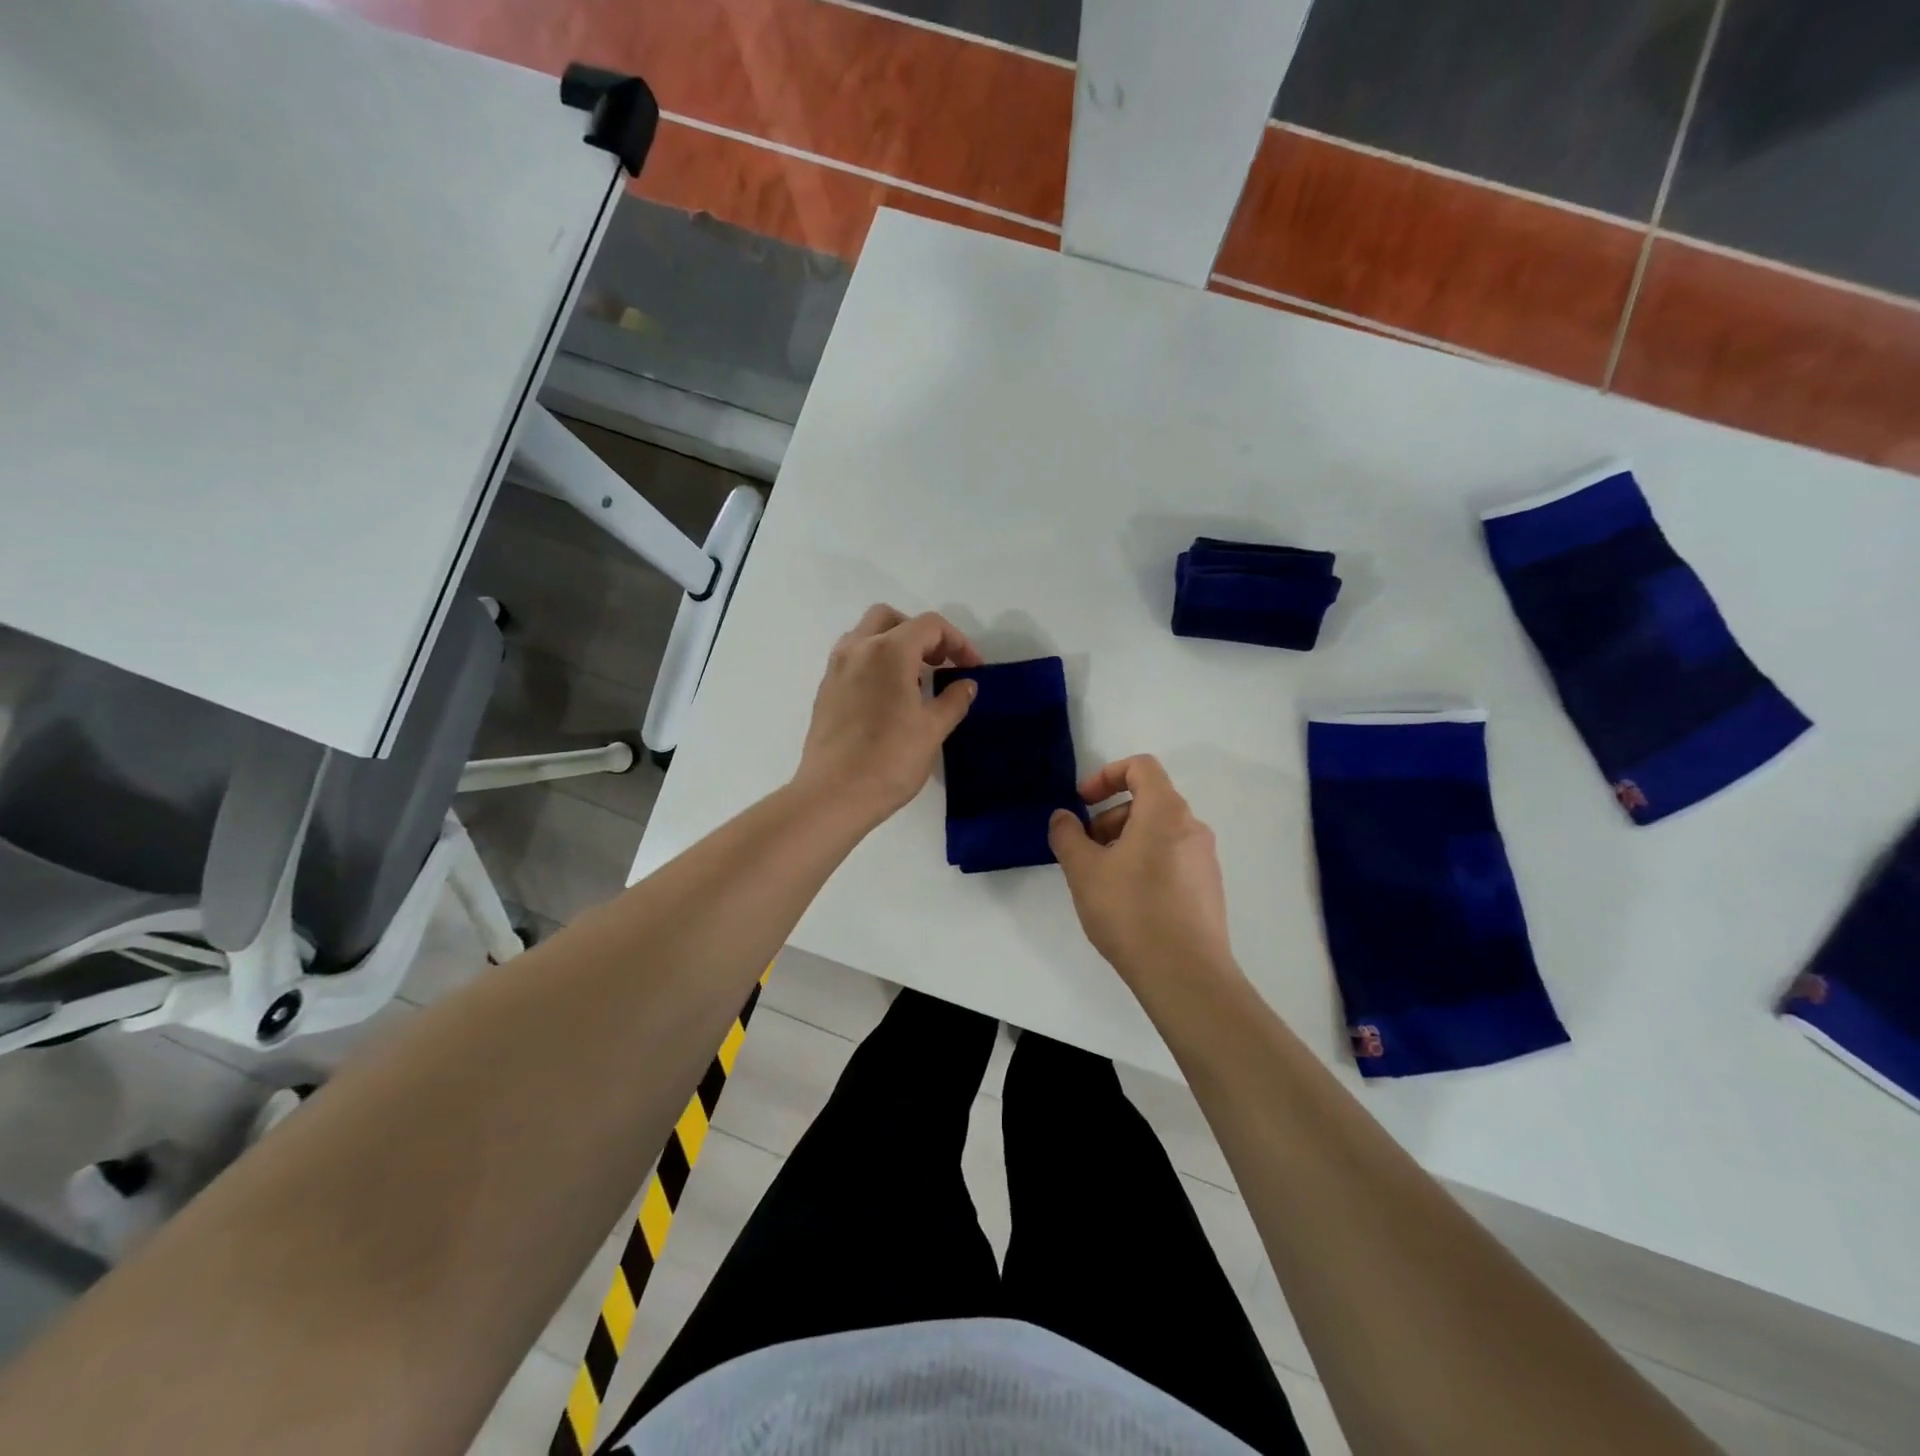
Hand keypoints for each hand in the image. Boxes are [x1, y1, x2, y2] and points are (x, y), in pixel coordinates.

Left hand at [794, 605, 981, 830]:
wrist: (833, 795)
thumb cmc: (889, 761)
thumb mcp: (932, 730)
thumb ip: (953, 700)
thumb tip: (966, 684)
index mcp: (888, 651)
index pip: (929, 626)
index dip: (957, 642)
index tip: (971, 668)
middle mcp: (857, 649)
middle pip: (890, 619)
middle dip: (920, 634)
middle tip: (938, 663)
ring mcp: (835, 669)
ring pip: (866, 635)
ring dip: (894, 646)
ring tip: (915, 681)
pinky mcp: (825, 691)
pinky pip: (853, 660)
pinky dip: (875, 664)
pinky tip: (889, 699)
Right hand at [1048, 756, 1237, 988]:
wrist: (1185, 975)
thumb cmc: (1130, 911)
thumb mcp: (1084, 871)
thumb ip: (1067, 836)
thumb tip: (1062, 817)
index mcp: (1166, 812)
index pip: (1142, 767)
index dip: (1107, 774)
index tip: (1082, 802)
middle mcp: (1192, 828)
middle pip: (1149, 801)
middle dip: (1110, 817)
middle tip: (1086, 849)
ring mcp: (1205, 860)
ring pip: (1160, 833)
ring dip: (1125, 842)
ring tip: (1102, 880)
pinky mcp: (1208, 890)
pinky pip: (1172, 859)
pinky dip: (1145, 863)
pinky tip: (1128, 902)